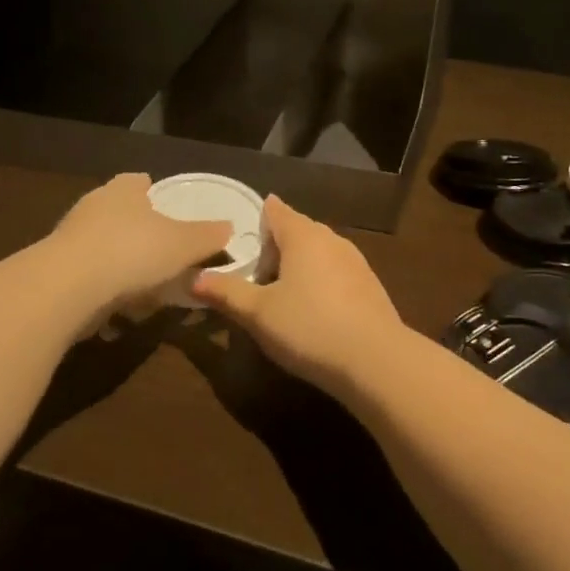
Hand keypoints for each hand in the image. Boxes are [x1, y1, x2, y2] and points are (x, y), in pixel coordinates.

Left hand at [49, 173, 231, 313]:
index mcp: (124, 190)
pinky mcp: (53, 271)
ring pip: (101, 246)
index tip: (165, 208)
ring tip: (143, 290)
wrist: (65, 288)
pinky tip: (116, 313)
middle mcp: (93, 206)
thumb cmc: (132, 252)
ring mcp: (69, 238)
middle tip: (161, 253)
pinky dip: (101, 290)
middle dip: (137, 231)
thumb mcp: (184, 244)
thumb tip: (229, 227)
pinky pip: (86, 277)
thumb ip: (208, 236)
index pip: (138, 181)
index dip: (152, 192)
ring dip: (118, 264)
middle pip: (119, 213)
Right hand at [189, 196, 410, 394]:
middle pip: (297, 231)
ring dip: (298, 267)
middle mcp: (331, 238)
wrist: (375, 359)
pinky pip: (336, 272)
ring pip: (318, 252)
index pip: (276, 211)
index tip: (240, 239)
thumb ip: (226, 292)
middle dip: (275, 249)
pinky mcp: (370, 284)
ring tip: (281, 298)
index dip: (257, 219)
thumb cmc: (308, 327)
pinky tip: (314, 313)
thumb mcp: (258, 314)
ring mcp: (355, 260)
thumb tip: (194, 278)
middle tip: (254, 279)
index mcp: (302, 235)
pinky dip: (320, 282)